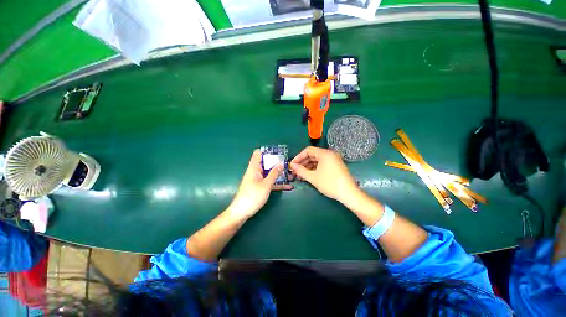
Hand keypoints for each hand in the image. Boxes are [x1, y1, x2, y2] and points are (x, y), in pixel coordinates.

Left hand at [227, 149, 292, 218]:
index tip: (278, 153)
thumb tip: (281, 164)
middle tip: (288, 165)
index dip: (267, 151)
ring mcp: (258, 179)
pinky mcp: (260, 187)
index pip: (258, 153)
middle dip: (277, 163)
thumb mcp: (266, 184)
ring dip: (279, 174)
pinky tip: (288, 186)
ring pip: (269, 173)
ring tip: (291, 176)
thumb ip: (274, 174)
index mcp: (254, 167)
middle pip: (266, 163)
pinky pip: (269, 182)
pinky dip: (277, 183)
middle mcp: (255, 171)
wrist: (241, 212)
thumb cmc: (253, 196)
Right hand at [290, 146, 357, 202]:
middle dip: (302, 162)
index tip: (292, 165)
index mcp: (324, 153)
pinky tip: (308, 175)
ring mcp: (333, 160)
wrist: (348, 193)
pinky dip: (314, 168)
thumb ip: (301, 170)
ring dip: (307, 166)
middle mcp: (329, 154)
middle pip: (312, 155)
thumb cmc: (329, 183)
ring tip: (300, 174)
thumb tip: (293, 166)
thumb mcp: (313, 177)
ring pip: (317, 160)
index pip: (308, 150)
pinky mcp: (335, 166)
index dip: (298, 157)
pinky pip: (322, 164)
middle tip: (295, 170)